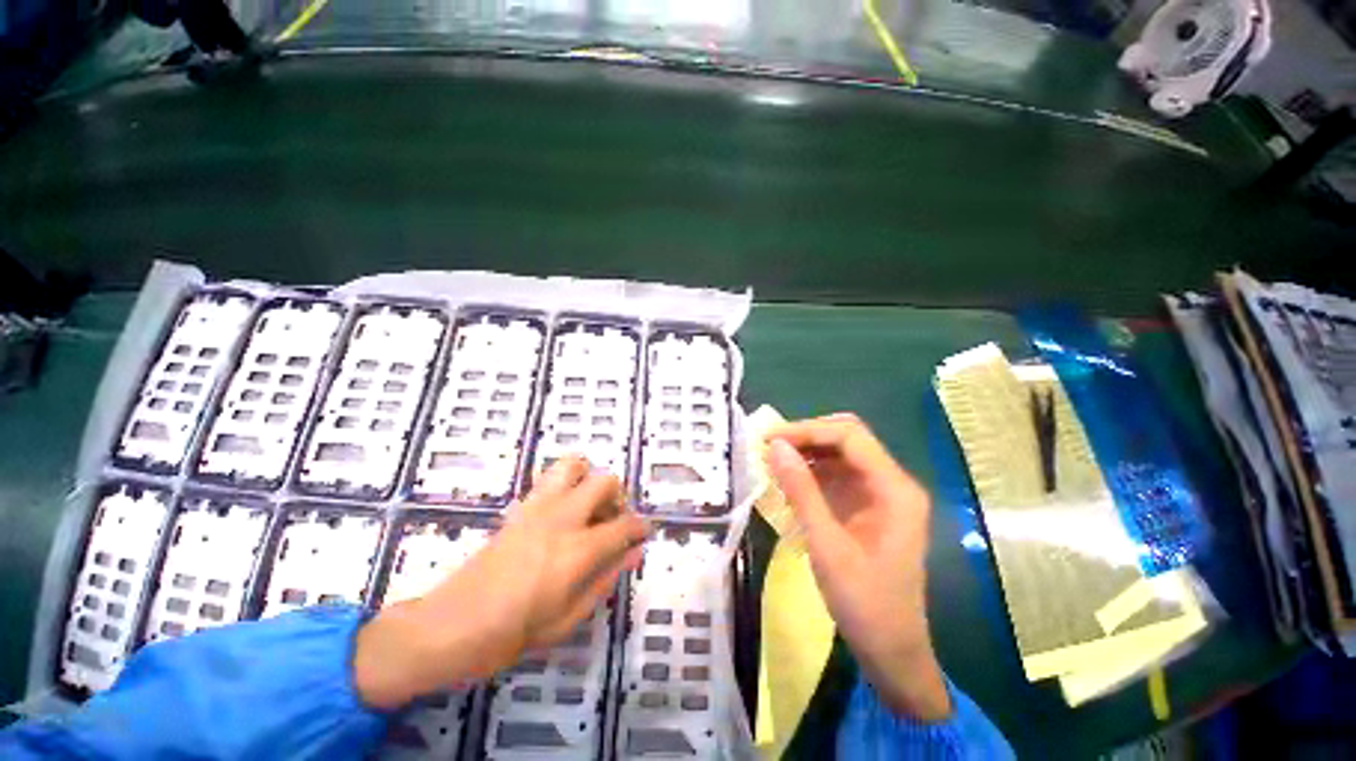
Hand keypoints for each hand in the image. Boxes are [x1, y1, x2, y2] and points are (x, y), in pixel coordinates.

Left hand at [354, 456, 648, 709]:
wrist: (464, 620)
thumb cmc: (522, 630)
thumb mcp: (572, 616)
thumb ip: (605, 580)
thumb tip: (632, 554)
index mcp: (579, 550)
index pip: (624, 524)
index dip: (641, 528)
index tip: (644, 536)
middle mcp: (560, 519)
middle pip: (603, 481)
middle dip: (617, 498)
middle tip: (613, 525)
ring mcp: (533, 510)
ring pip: (572, 466)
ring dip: (588, 482)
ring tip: (587, 514)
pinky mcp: (514, 512)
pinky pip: (546, 483)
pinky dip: (563, 489)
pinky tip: (560, 522)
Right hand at [766, 413, 950, 721]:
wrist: (890, 646)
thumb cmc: (863, 601)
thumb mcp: (828, 547)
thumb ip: (803, 494)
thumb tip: (776, 448)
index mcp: (896, 489)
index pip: (851, 437)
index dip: (808, 430)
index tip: (766, 440)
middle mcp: (897, 487)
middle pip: (852, 445)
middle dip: (809, 441)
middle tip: (765, 452)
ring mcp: (889, 503)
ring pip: (848, 465)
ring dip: (812, 462)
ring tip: (771, 468)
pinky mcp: (878, 520)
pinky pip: (848, 489)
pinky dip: (820, 486)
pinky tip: (791, 492)